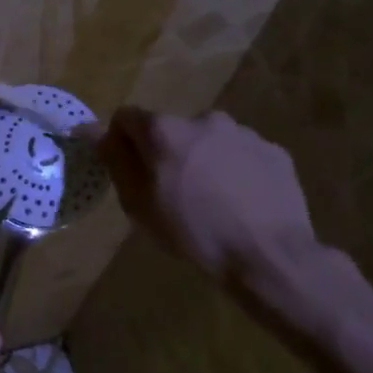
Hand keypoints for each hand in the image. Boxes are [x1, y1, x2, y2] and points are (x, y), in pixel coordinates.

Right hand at [99, 106, 320, 289]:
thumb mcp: (139, 204)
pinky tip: (241, 203)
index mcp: (165, 130)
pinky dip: (235, 171)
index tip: (128, 171)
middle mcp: (203, 119)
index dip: (121, 142)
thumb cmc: (194, 232)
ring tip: (212, 201)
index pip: (126, 118)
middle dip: (166, 153)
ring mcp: (243, 133)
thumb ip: (116, 161)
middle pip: (171, 130)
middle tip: (173, 193)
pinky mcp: (273, 151)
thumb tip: (98, 133)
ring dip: (203, 160)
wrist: (268, 255)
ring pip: (209, 141)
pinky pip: (241, 155)